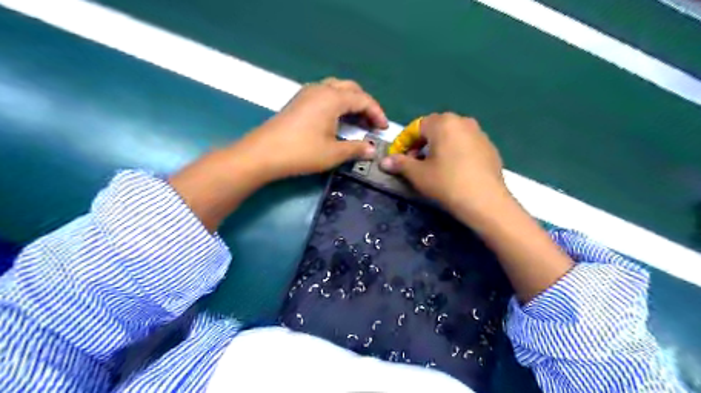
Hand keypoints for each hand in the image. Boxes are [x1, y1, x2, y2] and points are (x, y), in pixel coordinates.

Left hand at [234, 77, 387, 180]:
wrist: (263, 154)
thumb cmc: (302, 152)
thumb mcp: (333, 153)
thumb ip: (356, 149)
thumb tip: (373, 150)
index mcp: (333, 98)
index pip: (363, 99)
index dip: (377, 113)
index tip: (384, 129)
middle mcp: (321, 89)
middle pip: (351, 89)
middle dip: (365, 104)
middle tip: (372, 123)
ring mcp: (307, 93)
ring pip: (336, 89)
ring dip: (351, 102)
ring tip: (358, 121)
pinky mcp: (298, 101)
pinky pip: (325, 95)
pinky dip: (337, 104)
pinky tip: (338, 120)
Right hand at [382, 113, 507, 221]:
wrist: (485, 201)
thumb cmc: (446, 183)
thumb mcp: (418, 174)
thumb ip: (399, 163)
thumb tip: (383, 161)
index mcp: (443, 123)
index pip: (416, 127)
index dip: (403, 142)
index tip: (397, 158)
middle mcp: (462, 121)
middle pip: (434, 129)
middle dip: (420, 144)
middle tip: (414, 162)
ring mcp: (479, 133)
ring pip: (451, 136)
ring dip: (437, 148)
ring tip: (433, 167)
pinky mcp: (489, 147)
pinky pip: (465, 144)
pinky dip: (454, 152)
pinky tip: (453, 170)